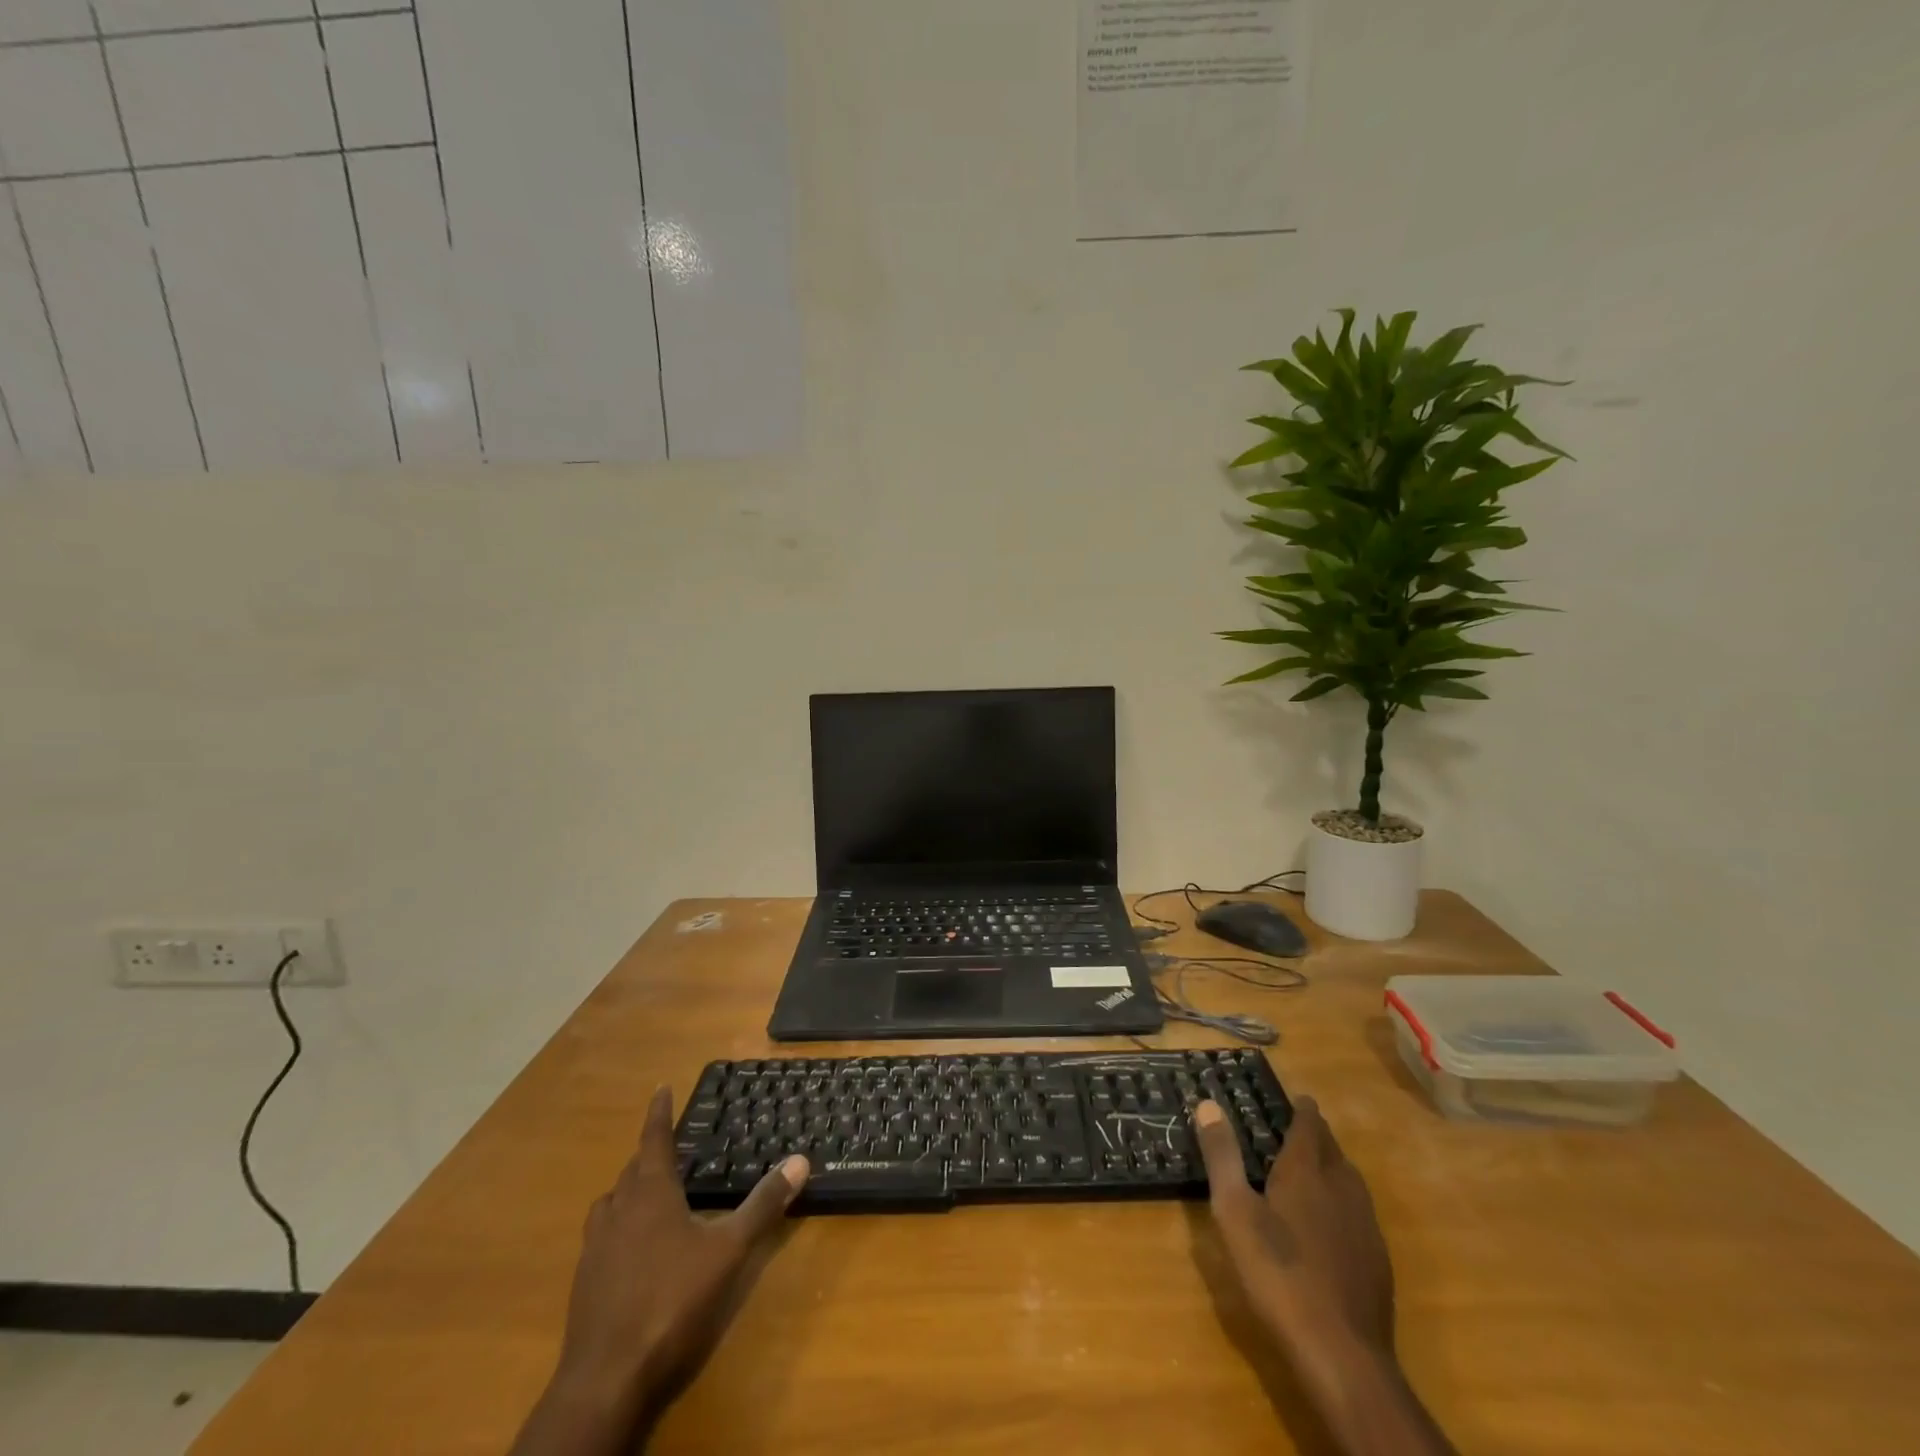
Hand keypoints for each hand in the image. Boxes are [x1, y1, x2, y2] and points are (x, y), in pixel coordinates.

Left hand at [511, 1087, 807, 1455]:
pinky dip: (617, 1228)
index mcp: (650, 1194)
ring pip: (610, 1204)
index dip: (659, 1113)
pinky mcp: (584, 1284)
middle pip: (631, 1171)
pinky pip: (600, 1238)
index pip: (654, 1140)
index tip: (660, 1087)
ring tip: (648, 1193)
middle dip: (649, 1154)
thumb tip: (800, 1160)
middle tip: (668, 1147)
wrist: (606, 1380)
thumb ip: (763, 1205)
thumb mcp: (728, 1251)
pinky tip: (632, 1250)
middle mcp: (618, 1212)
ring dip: (629, 1190)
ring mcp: (595, 1249)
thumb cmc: (671, 1302)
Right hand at [1194, 1097, 1455, 1455]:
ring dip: (1333, 1167)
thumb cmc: (1278, 1273)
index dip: (1303, 1109)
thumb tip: (1208, 1103)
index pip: (1309, 1125)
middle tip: (1297, 1131)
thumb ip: (1222, 1156)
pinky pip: (1360, 1214)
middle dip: (1317, 1136)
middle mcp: (1342, 1188)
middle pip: (1333, 1150)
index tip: (1297, 1099)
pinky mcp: (1377, 1261)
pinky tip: (1330, 1226)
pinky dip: (1343, 1203)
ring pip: (1350, 1181)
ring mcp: (1365, 1226)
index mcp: (1306, 1171)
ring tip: (1313, 1170)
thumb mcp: (1235, 1211)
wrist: (1342, 1354)